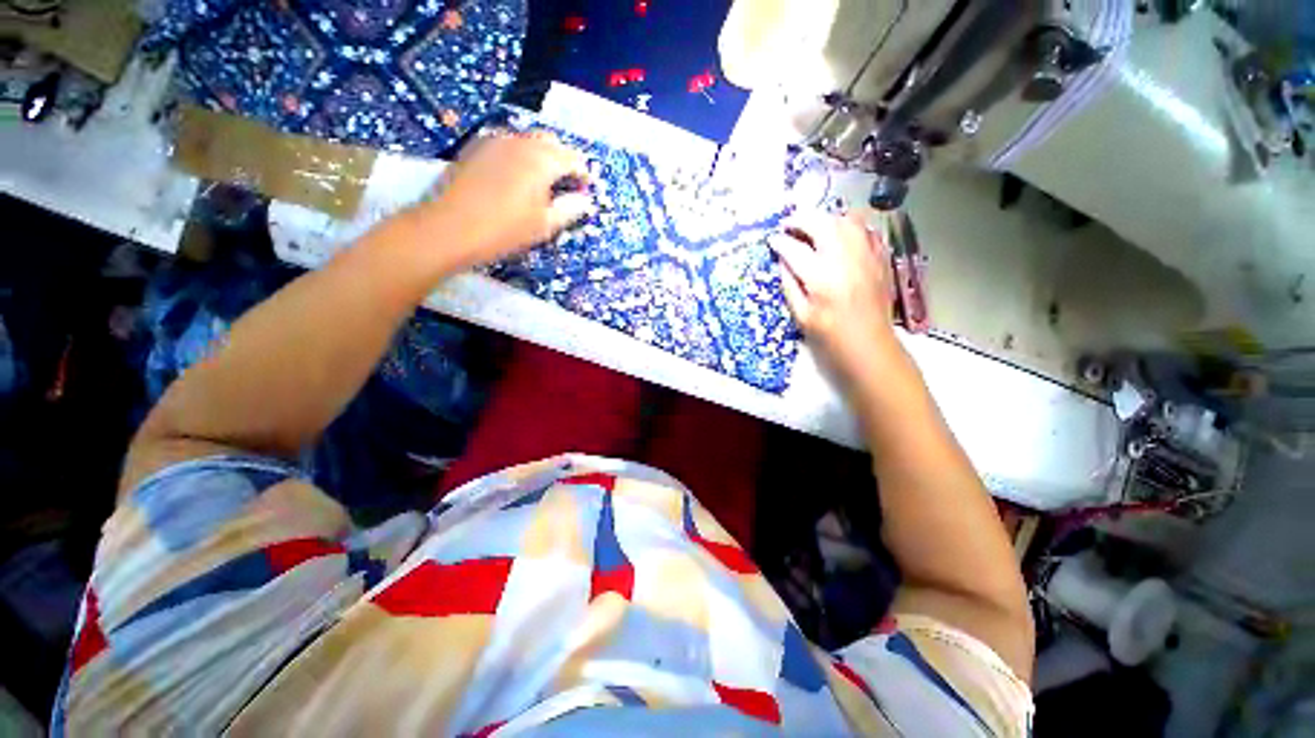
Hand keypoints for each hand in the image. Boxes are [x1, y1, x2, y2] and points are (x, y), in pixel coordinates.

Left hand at [426, 131, 593, 266]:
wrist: (449, 228)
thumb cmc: (504, 230)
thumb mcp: (544, 225)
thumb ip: (569, 209)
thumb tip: (585, 201)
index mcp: (541, 161)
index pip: (571, 158)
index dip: (582, 173)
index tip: (585, 188)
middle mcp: (519, 143)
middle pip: (550, 142)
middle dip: (563, 159)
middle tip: (566, 184)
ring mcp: (494, 142)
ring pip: (526, 140)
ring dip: (540, 156)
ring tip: (542, 182)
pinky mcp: (475, 148)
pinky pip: (506, 144)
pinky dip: (519, 155)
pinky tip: (515, 177)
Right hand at [770, 212, 900, 381]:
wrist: (869, 346)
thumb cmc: (830, 336)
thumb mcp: (801, 315)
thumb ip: (789, 284)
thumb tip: (782, 260)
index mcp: (821, 278)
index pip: (795, 249)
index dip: (780, 241)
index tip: (772, 240)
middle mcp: (845, 260)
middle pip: (822, 224)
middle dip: (801, 219)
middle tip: (788, 224)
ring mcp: (867, 256)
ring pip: (846, 220)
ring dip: (826, 218)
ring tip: (813, 227)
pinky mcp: (880, 258)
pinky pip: (865, 230)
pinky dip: (849, 226)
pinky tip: (839, 234)